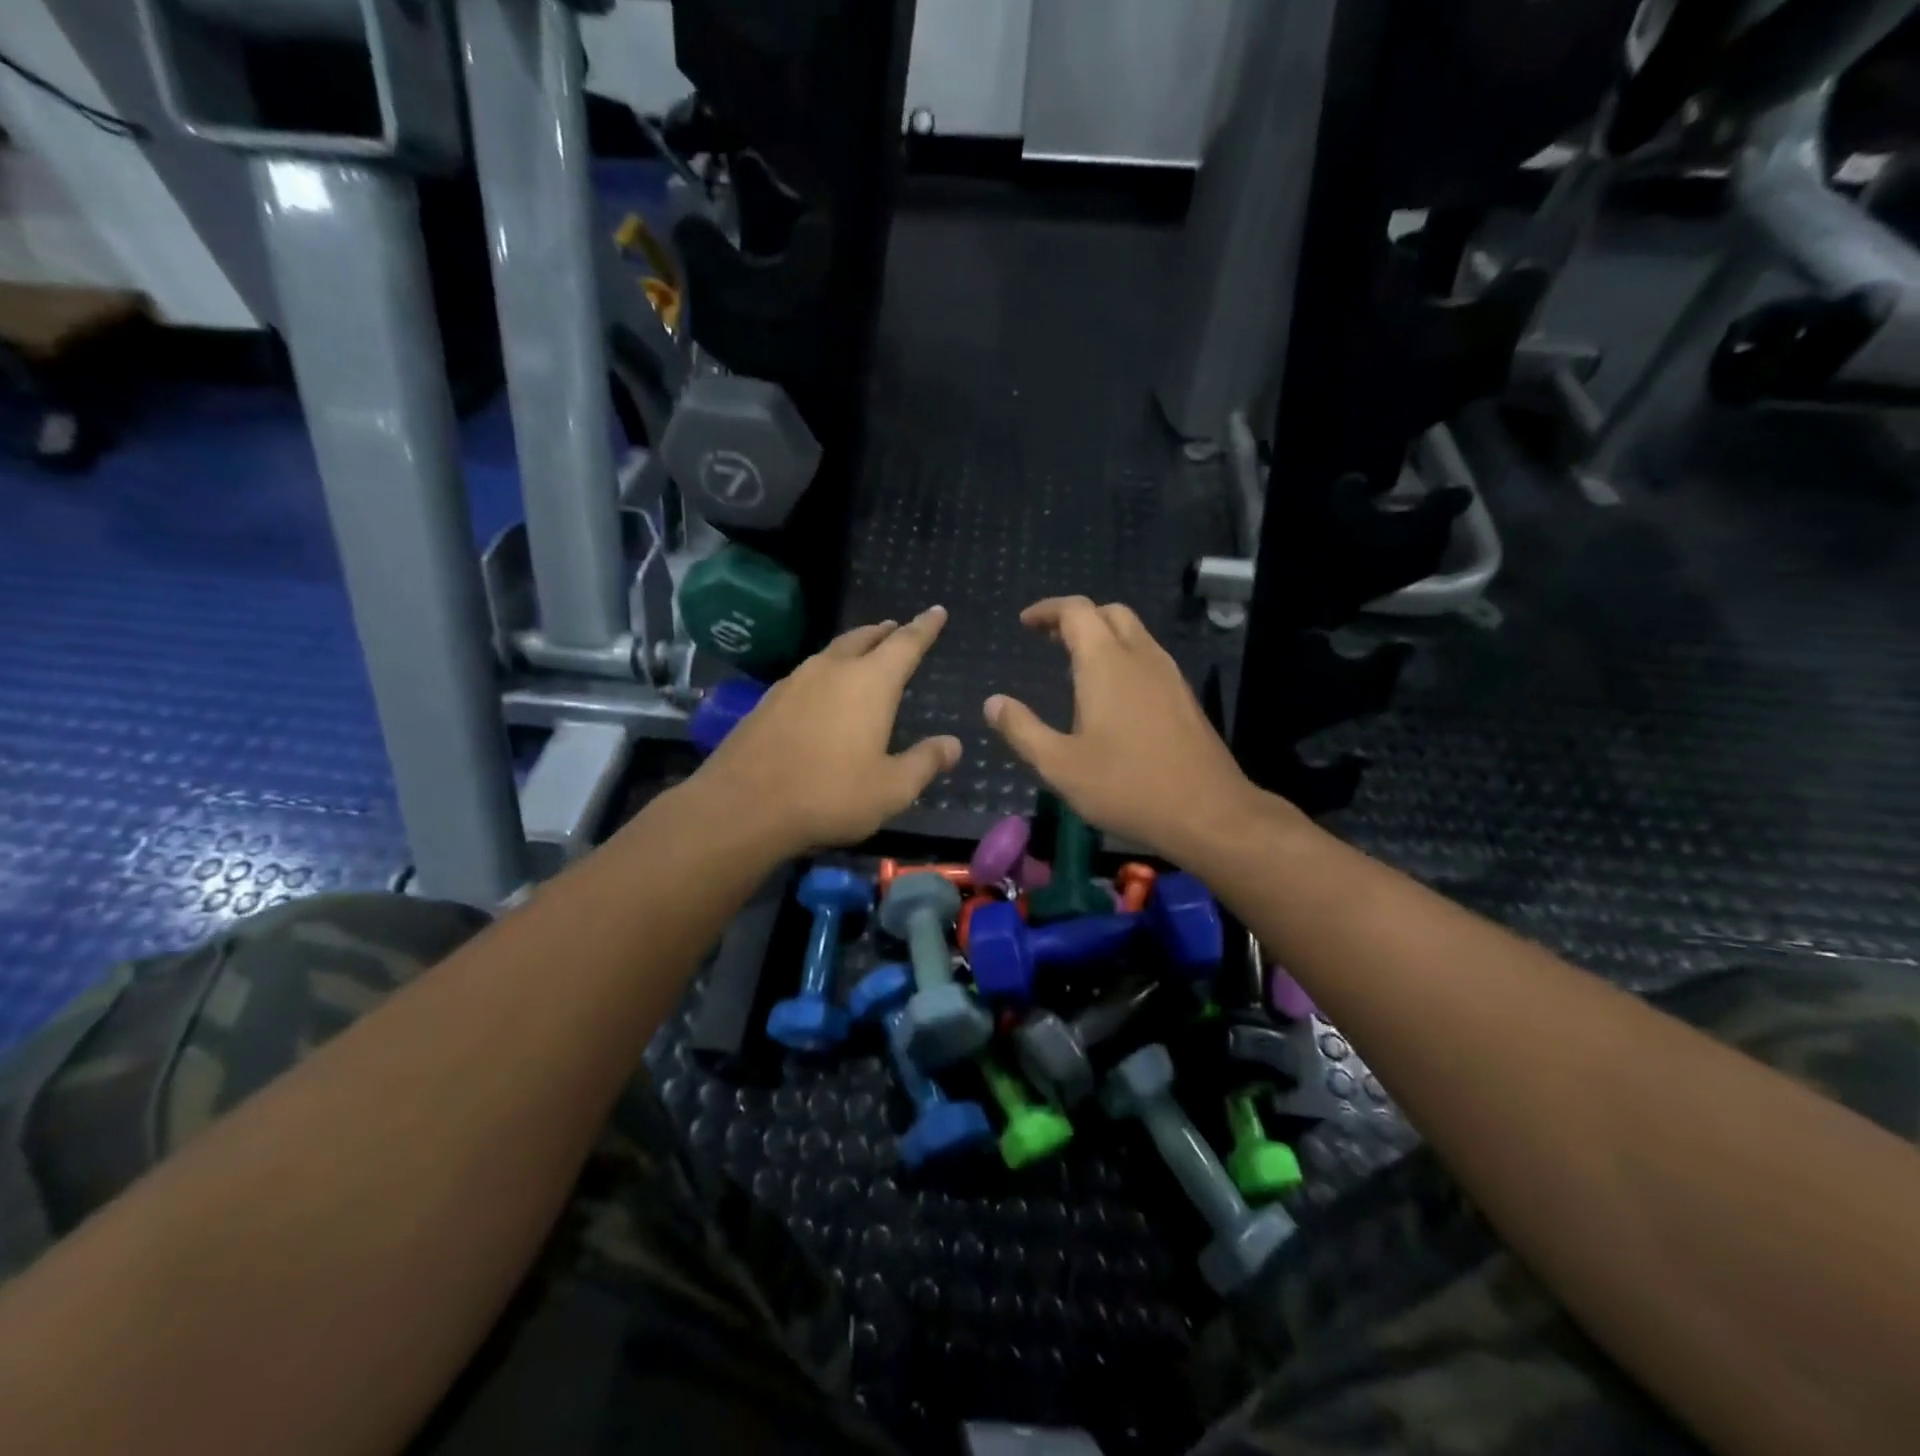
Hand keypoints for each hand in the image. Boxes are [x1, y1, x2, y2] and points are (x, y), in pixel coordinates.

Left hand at [698, 607, 962, 852]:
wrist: (743, 806)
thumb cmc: (830, 795)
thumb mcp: (892, 788)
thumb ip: (925, 762)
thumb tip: (953, 744)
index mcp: (870, 683)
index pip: (906, 644)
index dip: (925, 627)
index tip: (936, 610)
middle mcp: (832, 670)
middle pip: (864, 638)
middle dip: (885, 632)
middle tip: (897, 628)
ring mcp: (795, 682)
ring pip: (831, 652)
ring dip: (853, 647)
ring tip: (863, 652)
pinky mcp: (768, 700)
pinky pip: (807, 673)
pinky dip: (826, 671)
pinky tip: (822, 691)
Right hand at [984, 597, 1283, 860]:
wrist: (1208, 813)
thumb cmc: (1127, 786)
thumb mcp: (1060, 765)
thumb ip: (1022, 730)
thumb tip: (993, 703)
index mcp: (1106, 663)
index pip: (1076, 611)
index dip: (1048, 610)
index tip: (1026, 623)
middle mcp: (1141, 657)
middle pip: (1109, 613)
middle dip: (1077, 618)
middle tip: (1050, 639)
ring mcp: (1169, 675)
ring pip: (1134, 633)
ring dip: (1103, 636)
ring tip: (1075, 664)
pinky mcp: (1185, 697)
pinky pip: (1149, 658)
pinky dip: (1123, 657)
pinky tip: (1112, 694)